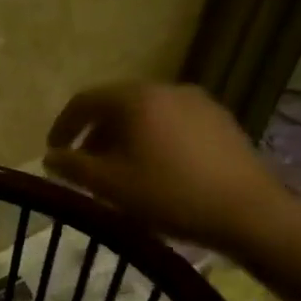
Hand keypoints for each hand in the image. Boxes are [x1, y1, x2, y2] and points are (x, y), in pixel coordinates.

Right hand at [45, 82, 289, 254]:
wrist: (249, 212)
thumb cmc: (170, 194)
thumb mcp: (109, 185)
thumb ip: (72, 166)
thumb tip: (50, 156)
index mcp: (135, 98)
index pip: (84, 101)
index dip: (63, 126)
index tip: (54, 152)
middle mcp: (166, 89)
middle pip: (116, 105)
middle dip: (95, 134)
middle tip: (86, 166)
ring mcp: (198, 102)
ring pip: (146, 114)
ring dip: (124, 138)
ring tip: (121, 171)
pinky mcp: (220, 120)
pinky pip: (173, 123)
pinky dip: (154, 140)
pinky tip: (158, 170)